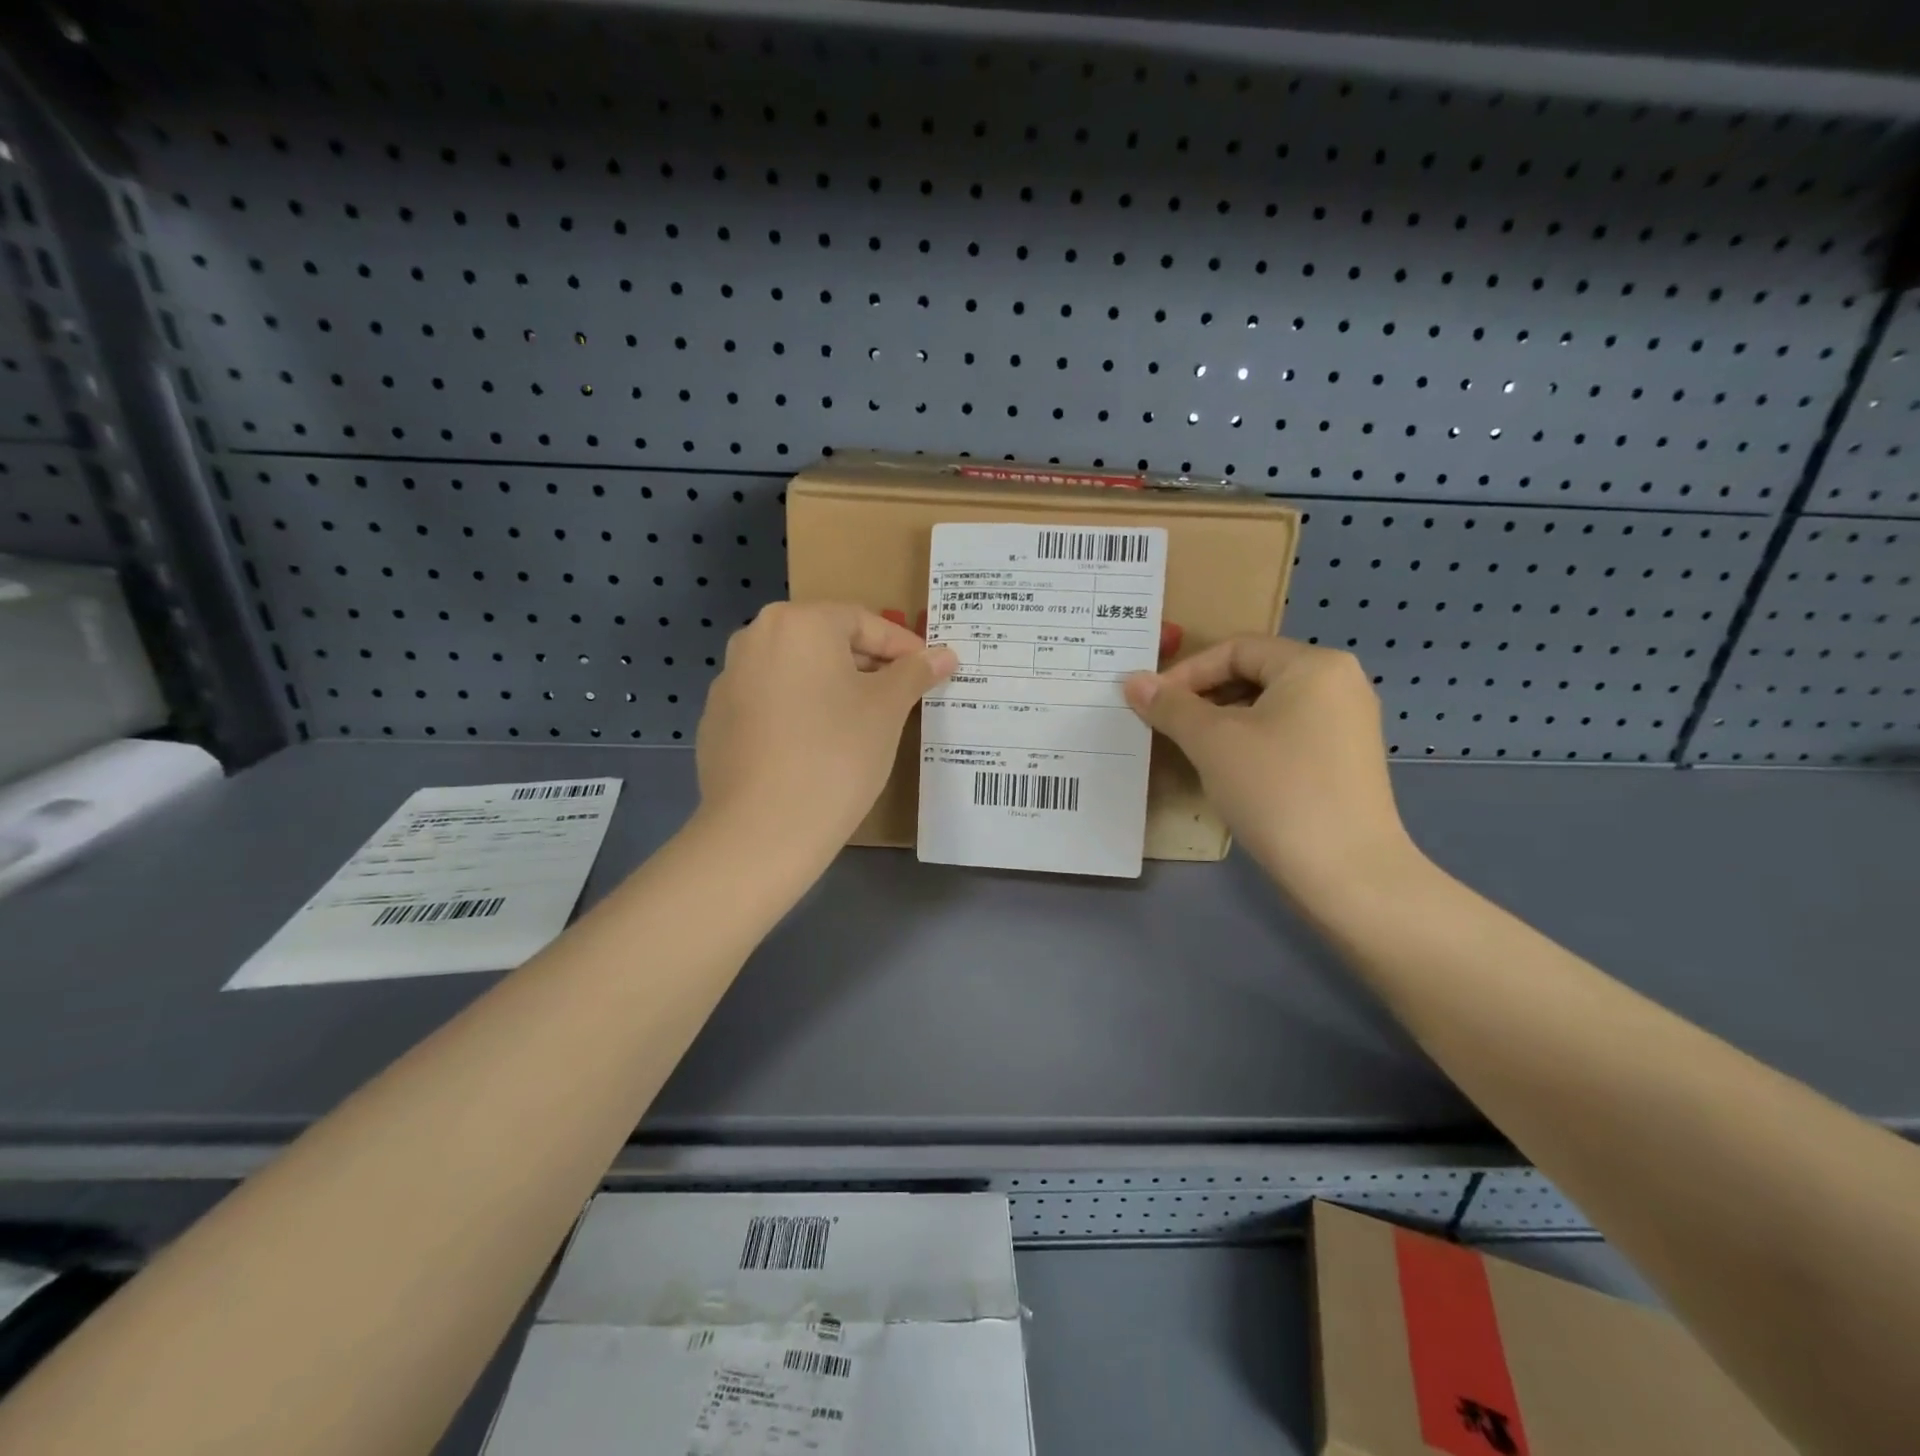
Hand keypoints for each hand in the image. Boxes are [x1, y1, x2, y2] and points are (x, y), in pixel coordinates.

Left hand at [696, 603, 955, 851]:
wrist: (762, 829)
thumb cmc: (836, 754)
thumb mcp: (887, 709)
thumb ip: (915, 673)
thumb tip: (944, 654)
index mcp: (798, 623)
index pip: (863, 621)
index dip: (902, 647)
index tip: (929, 672)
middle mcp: (755, 639)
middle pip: (825, 642)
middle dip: (867, 666)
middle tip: (900, 697)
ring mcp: (729, 681)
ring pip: (796, 673)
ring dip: (833, 689)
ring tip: (862, 724)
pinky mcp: (716, 721)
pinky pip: (771, 703)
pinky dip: (799, 713)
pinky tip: (818, 749)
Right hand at [1124, 639, 1416, 902]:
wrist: (1346, 873)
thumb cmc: (1277, 790)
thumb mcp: (1213, 742)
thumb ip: (1171, 706)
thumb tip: (1132, 680)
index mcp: (1314, 666)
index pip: (1237, 649)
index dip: (1187, 672)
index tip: (1151, 703)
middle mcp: (1340, 684)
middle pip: (1254, 674)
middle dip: (1204, 697)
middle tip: (1166, 725)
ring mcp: (1348, 725)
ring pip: (1269, 708)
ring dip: (1223, 722)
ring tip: (1191, 749)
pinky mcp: (1345, 762)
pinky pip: (1287, 735)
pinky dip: (1251, 743)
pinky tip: (1229, 772)